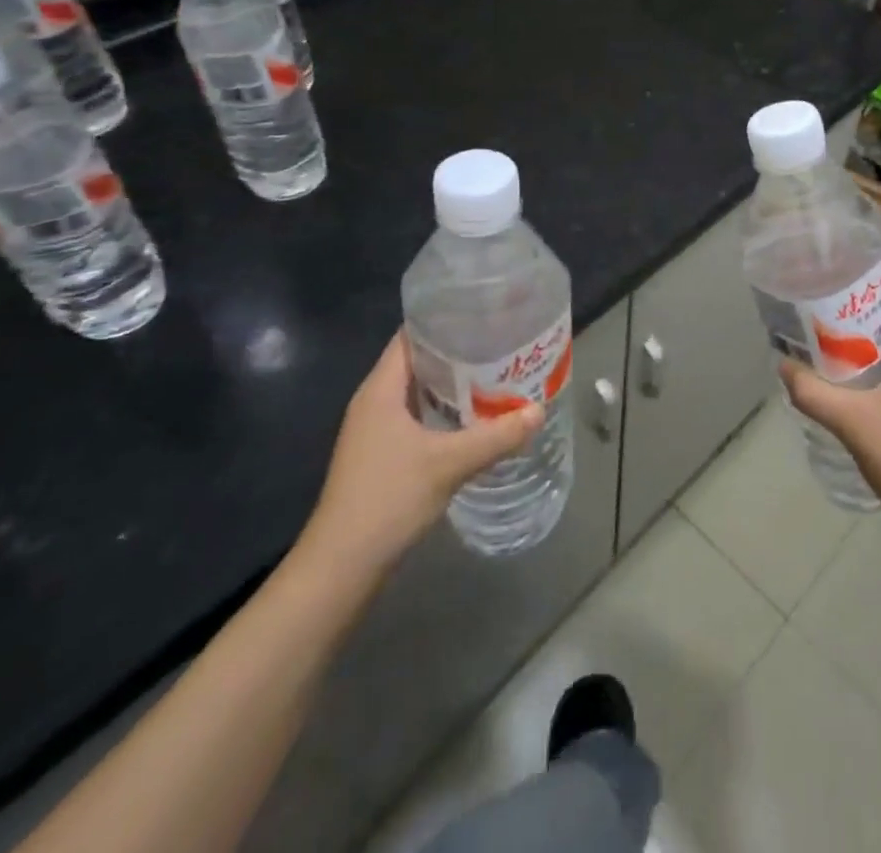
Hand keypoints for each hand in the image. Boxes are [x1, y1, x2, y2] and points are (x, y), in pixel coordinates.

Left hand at [298, 332, 541, 579]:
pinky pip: (419, 418)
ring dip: (454, 385)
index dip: (444, 321)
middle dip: (459, 352)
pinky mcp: (382, 456)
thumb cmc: (388, 499)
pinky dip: (446, 412)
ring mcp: (376, 432)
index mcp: (381, 390)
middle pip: (418, 362)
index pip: (411, 336)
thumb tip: (539, 410)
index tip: (483, 314)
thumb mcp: (449, 463)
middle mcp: (375, 403)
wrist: (341, 567)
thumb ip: (496, 435)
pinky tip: (476, 419)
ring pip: (420, 393)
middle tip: (501, 344)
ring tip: (497, 375)